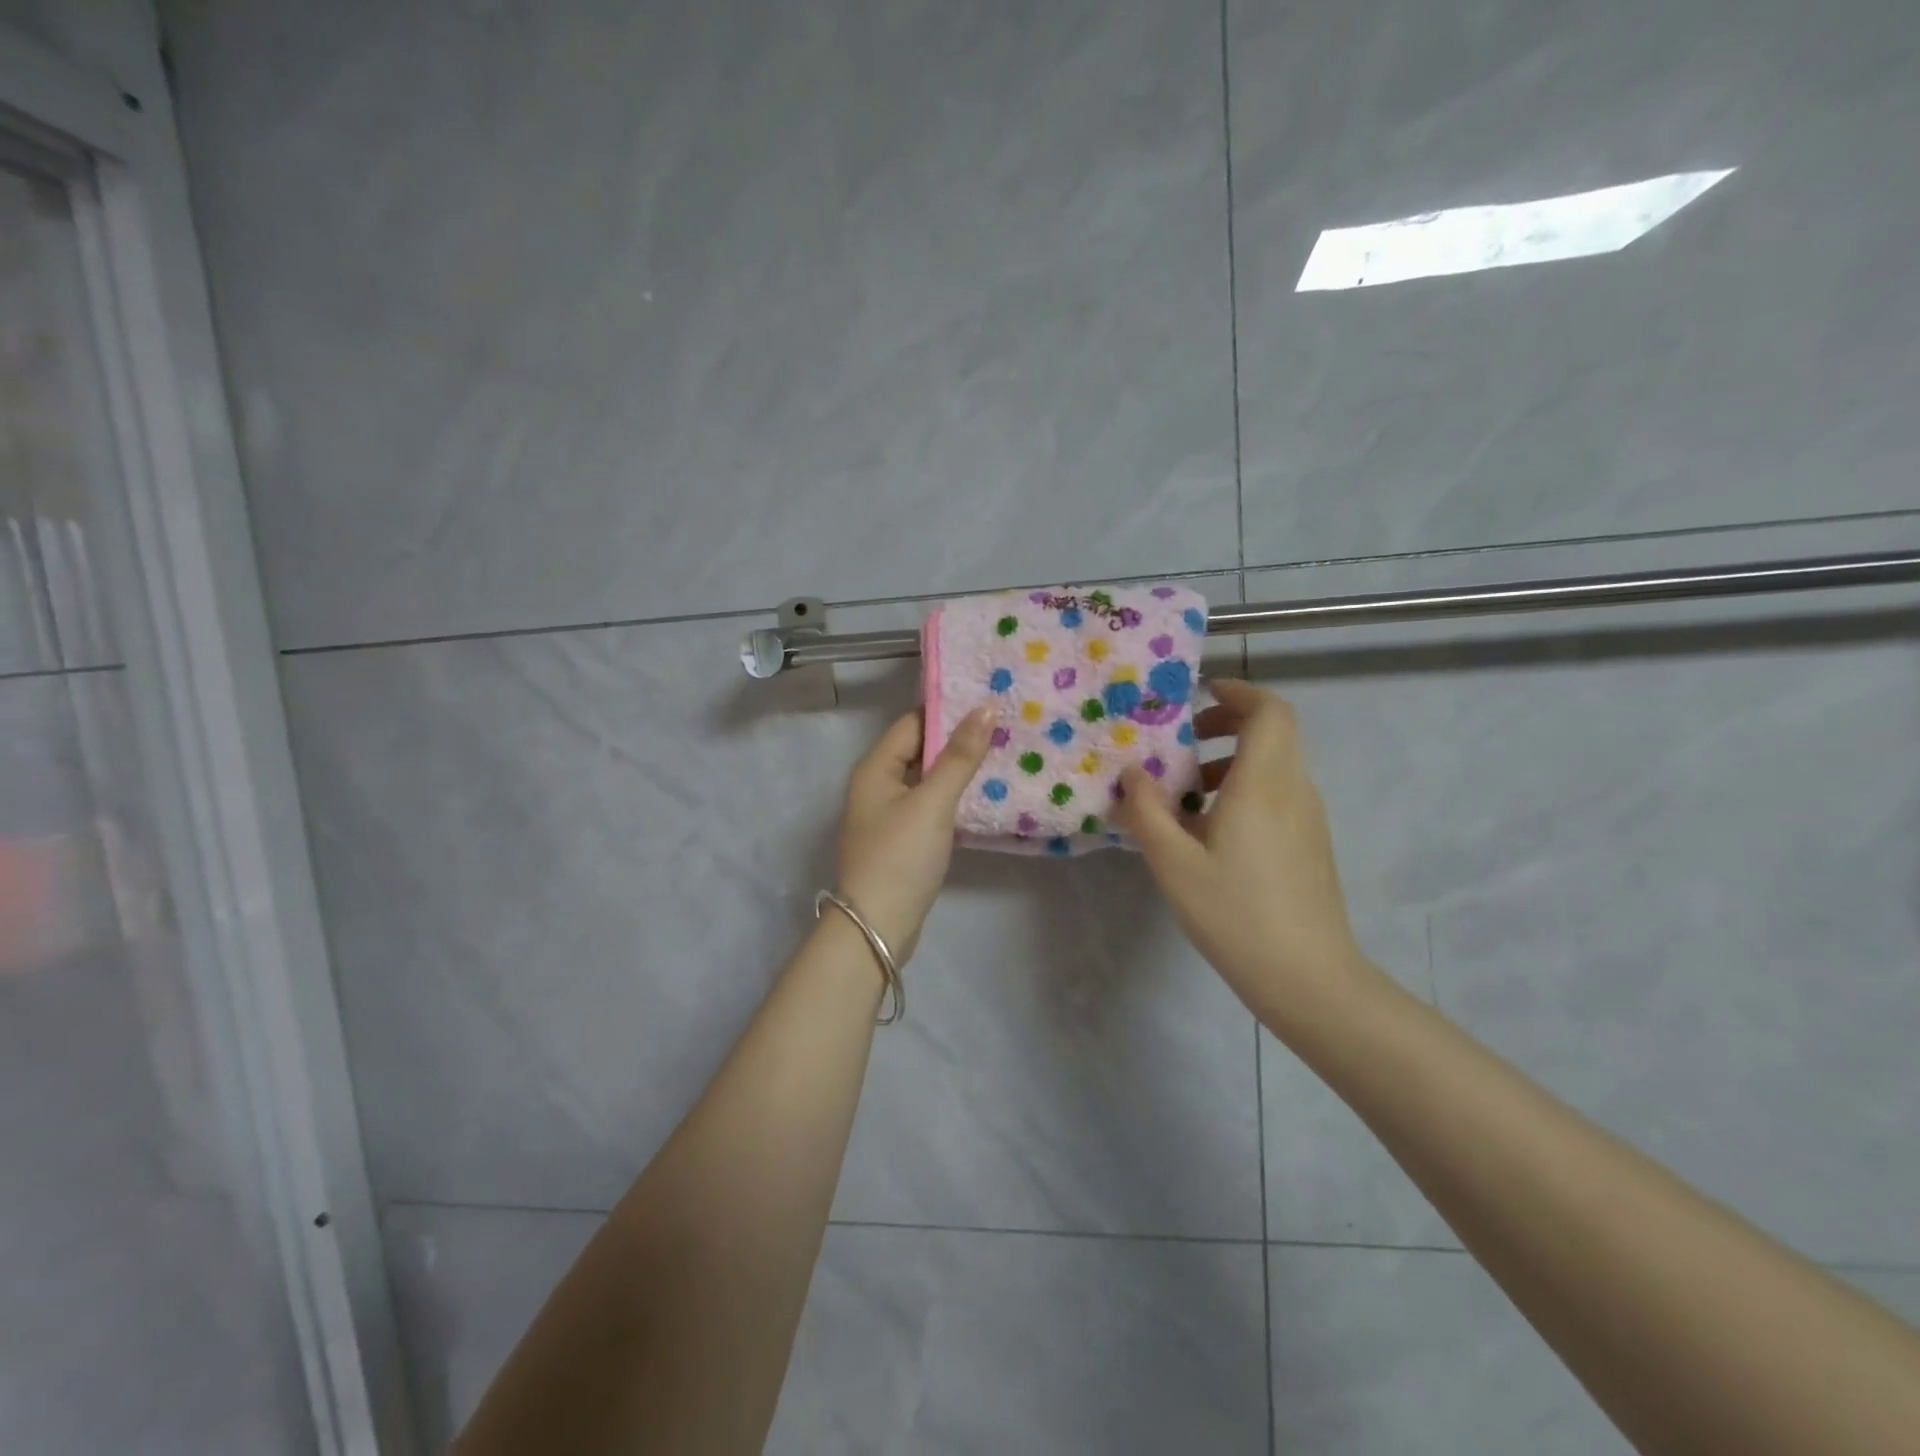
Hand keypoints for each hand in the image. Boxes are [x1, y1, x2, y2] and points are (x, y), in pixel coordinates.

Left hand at [835, 705, 996, 963]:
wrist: (877, 926)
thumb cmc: (901, 857)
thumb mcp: (933, 802)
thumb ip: (960, 757)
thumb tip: (985, 708)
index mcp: (875, 768)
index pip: (913, 723)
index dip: (948, 711)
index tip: (988, 702)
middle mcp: (877, 785)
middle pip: (919, 750)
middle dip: (958, 740)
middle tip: (1003, 727)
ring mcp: (888, 815)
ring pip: (926, 779)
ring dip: (957, 770)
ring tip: (1001, 755)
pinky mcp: (901, 840)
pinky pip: (929, 805)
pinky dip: (952, 797)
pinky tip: (982, 796)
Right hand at [1117, 680, 1380, 1027]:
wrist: (1308, 978)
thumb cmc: (1235, 914)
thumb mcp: (1174, 863)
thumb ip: (1147, 811)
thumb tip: (1133, 772)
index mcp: (1264, 784)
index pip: (1270, 711)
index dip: (1237, 692)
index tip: (1198, 697)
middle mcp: (1294, 791)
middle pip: (1272, 733)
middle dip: (1226, 725)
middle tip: (1182, 745)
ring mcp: (1309, 818)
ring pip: (1273, 767)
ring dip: (1230, 764)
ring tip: (1185, 797)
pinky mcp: (1311, 844)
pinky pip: (1278, 796)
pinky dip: (1244, 792)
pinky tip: (1210, 834)